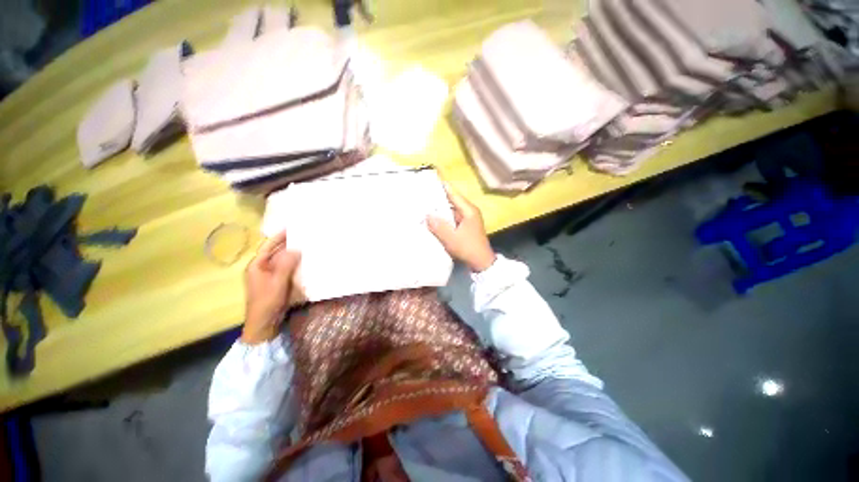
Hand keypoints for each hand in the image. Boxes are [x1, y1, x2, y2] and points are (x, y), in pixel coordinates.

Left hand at [242, 231, 300, 344]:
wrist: (265, 323)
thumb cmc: (267, 301)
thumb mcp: (277, 282)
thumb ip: (286, 264)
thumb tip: (296, 248)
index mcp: (257, 266)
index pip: (267, 246)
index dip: (278, 236)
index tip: (290, 227)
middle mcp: (263, 268)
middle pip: (276, 252)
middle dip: (288, 244)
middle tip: (303, 235)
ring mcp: (271, 276)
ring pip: (283, 260)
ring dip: (293, 254)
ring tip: (307, 245)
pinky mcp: (278, 282)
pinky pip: (288, 269)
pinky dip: (295, 264)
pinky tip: (306, 261)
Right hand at [427, 183, 495, 272]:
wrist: (482, 264)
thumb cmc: (468, 248)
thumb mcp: (452, 238)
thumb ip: (439, 226)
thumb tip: (427, 215)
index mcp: (468, 210)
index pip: (453, 193)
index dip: (442, 186)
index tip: (431, 178)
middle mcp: (469, 212)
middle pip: (451, 201)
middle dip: (437, 198)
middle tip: (422, 194)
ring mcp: (467, 221)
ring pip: (451, 211)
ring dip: (439, 210)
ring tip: (424, 205)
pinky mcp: (465, 228)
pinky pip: (451, 219)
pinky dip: (443, 219)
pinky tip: (432, 220)